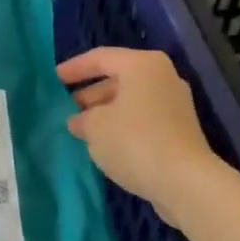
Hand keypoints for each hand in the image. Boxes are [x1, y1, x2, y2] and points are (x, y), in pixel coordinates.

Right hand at [57, 47, 224, 218]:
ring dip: (105, 112)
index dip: (74, 68)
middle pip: (118, 78)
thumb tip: (80, 120)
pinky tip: (106, 144)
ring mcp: (175, 104)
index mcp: (142, 64)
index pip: (100, 58)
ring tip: (82, 130)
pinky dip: (123, 126)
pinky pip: (143, 119)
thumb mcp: (96, 127)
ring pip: (131, 100)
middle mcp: (162, 77)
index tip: (54, 79)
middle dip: (91, 94)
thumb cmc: (135, 141)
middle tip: (68, 108)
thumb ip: (82, 118)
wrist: (185, 182)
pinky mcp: (180, 130)